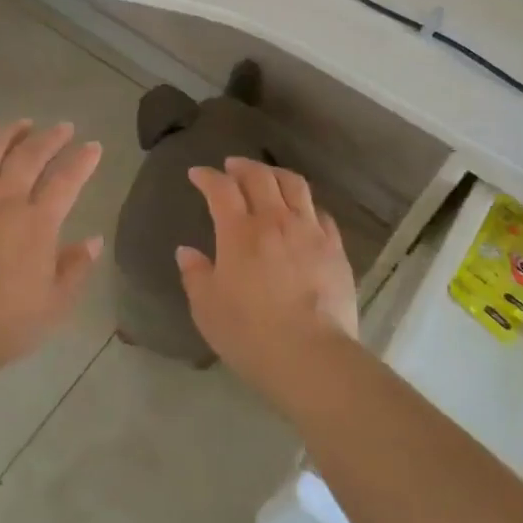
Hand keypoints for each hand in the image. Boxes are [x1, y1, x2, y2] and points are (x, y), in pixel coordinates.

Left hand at [0, 119, 104, 370]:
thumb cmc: (7, 324)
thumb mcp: (56, 303)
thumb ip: (76, 267)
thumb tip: (94, 240)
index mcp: (37, 223)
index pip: (66, 180)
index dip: (82, 160)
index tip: (94, 145)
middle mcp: (3, 202)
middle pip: (29, 157)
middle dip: (50, 138)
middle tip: (62, 127)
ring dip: (6, 136)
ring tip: (20, 124)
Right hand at [176, 157, 359, 397]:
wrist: (311, 355)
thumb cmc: (250, 334)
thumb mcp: (207, 309)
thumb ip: (195, 275)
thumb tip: (187, 251)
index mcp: (239, 232)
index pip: (221, 189)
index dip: (207, 177)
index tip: (198, 174)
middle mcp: (275, 220)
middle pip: (260, 177)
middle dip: (242, 166)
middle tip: (231, 166)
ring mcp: (309, 231)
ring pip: (294, 185)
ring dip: (276, 173)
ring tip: (267, 176)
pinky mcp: (335, 248)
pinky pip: (320, 213)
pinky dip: (305, 204)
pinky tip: (302, 211)